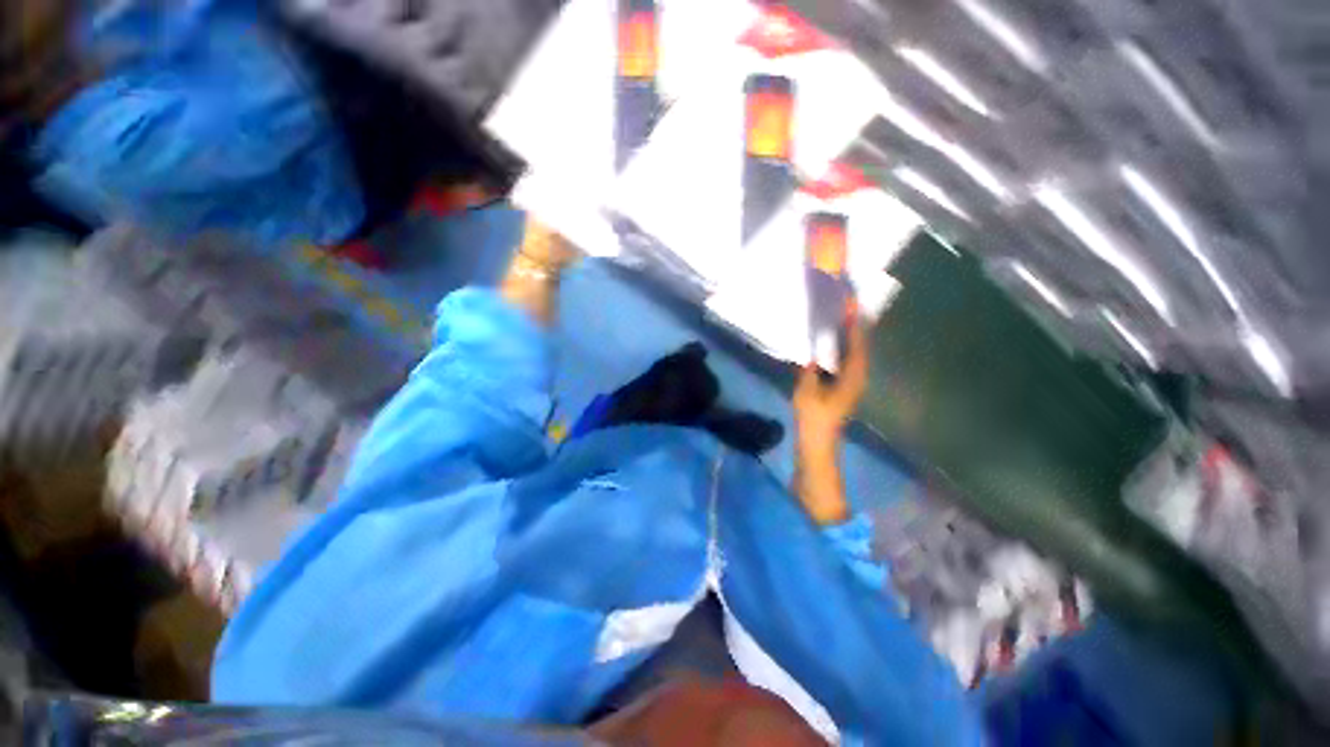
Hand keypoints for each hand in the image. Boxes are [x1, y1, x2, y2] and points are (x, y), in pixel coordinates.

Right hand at [792, 315, 870, 453]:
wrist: (818, 443)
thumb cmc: (813, 417)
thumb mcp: (807, 390)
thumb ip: (810, 368)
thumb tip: (812, 351)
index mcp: (852, 376)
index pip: (856, 343)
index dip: (853, 322)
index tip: (849, 302)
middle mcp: (857, 376)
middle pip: (859, 345)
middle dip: (854, 324)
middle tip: (845, 304)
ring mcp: (852, 382)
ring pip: (853, 352)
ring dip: (848, 335)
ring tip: (839, 316)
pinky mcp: (844, 386)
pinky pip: (846, 360)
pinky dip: (841, 347)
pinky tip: (830, 341)